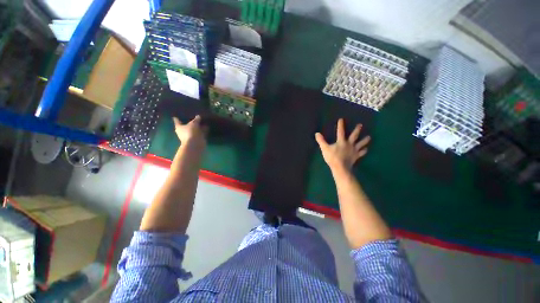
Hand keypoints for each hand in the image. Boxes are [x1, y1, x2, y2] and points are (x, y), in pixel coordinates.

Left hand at [173, 115, 206, 147]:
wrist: (195, 143)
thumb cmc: (190, 132)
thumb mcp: (193, 123)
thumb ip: (196, 120)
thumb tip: (198, 116)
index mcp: (179, 127)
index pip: (177, 121)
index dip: (176, 119)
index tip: (175, 116)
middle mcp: (184, 132)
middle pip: (187, 126)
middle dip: (190, 122)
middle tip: (193, 117)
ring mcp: (191, 135)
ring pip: (195, 129)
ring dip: (198, 126)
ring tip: (203, 121)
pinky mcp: (197, 138)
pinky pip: (200, 133)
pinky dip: (203, 130)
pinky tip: (207, 126)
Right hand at [315, 118, 370, 171]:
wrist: (340, 167)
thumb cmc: (332, 157)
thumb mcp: (325, 148)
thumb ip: (321, 141)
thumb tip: (317, 133)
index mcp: (341, 141)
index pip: (340, 131)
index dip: (340, 125)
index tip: (341, 119)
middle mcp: (349, 144)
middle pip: (354, 136)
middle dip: (357, 130)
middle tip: (360, 125)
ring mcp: (354, 150)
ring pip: (361, 144)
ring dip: (365, 140)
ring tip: (369, 137)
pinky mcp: (356, 156)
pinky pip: (361, 153)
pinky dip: (364, 151)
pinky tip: (366, 149)